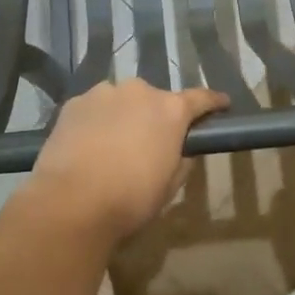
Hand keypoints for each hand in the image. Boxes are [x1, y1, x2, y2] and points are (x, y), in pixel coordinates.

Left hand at [25, 80, 228, 246]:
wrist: (71, 202)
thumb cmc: (130, 199)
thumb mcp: (169, 186)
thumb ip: (180, 160)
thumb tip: (180, 150)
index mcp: (170, 110)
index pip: (200, 98)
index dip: (213, 102)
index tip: (222, 104)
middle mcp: (140, 91)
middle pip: (156, 99)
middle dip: (156, 116)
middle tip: (150, 142)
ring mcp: (104, 92)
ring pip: (122, 101)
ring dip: (124, 116)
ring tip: (113, 145)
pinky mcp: (75, 102)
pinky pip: (94, 108)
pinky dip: (96, 121)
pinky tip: (88, 146)